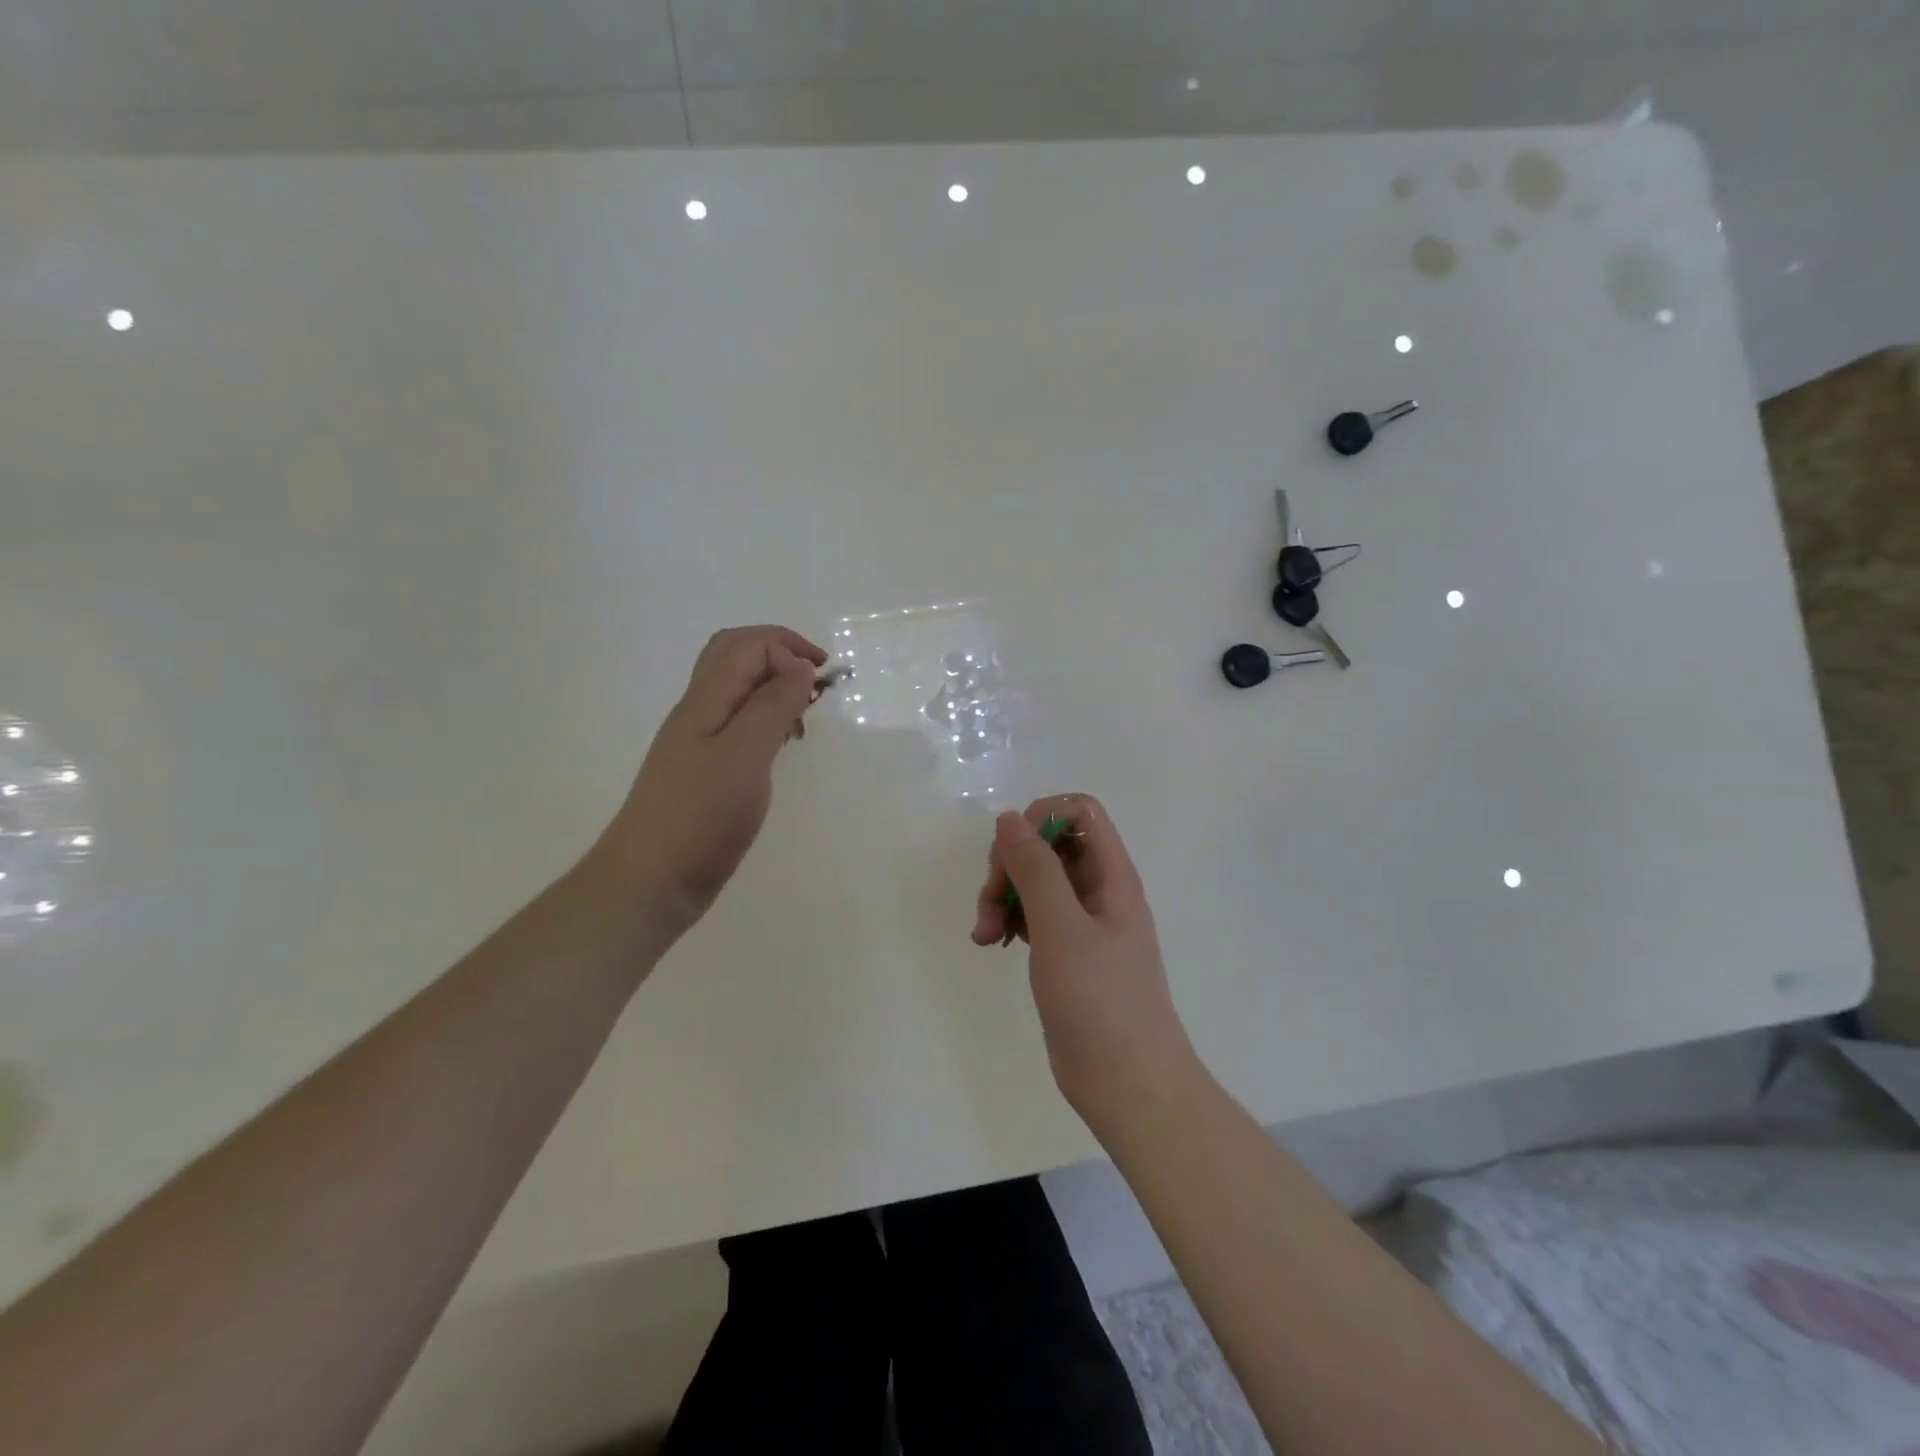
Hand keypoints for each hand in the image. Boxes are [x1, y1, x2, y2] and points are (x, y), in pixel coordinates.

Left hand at [602, 625, 826, 938]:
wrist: (652, 881)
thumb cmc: (700, 817)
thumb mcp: (744, 755)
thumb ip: (772, 706)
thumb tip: (800, 666)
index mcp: (705, 700)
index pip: (748, 645)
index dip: (788, 649)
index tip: (822, 684)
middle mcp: (699, 711)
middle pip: (735, 654)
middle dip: (780, 653)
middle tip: (816, 680)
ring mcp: (699, 740)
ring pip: (736, 688)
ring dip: (773, 684)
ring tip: (804, 710)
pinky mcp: (706, 769)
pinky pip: (738, 721)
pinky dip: (766, 716)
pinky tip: (781, 743)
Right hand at [972, 794, 1197, 1131]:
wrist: (1129, 1085)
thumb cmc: (1101, 1002)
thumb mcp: (1061, 928)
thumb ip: (1035, 869)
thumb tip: (1010, 818)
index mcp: (1112, 876)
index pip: (1079, 812)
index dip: (1041, 819)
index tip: (1012, 854)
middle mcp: (1099, 891)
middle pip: (1049, 845)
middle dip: (1011, 865)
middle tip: (989, 906)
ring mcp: (1083, 923)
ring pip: (1036, 881)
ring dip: (1003, 896)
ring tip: (985, 935)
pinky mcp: (1067, 952)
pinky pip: (1034, 914)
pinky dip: (1010, 920)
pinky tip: (995, 944)